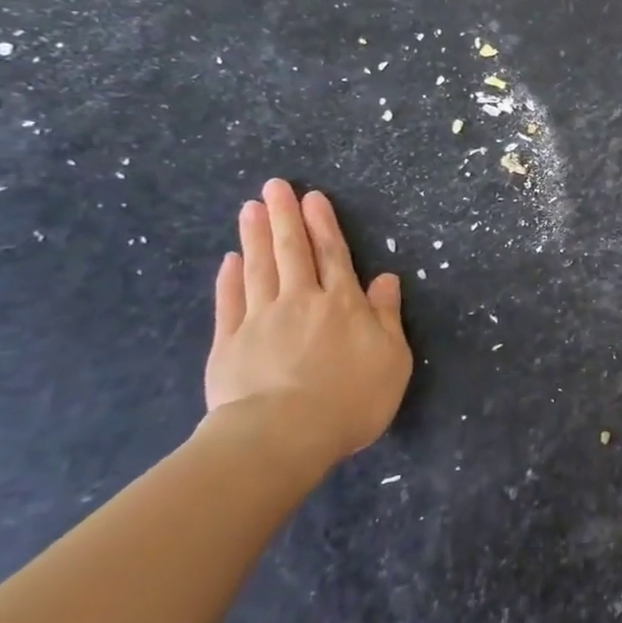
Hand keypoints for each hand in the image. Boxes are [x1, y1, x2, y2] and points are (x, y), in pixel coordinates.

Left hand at [204, 179, 411, 468]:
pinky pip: (230, 302)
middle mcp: (301, 302)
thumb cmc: (351, 399)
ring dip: (255, 237)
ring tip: (251, 208)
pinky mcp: (229, 345)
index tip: (312, 197)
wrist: (283, 436)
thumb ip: (386, 316)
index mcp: (343, 304)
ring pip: (259, 269)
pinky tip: (229, 260)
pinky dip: (230, 279)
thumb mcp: (391, 358)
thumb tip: (385, 278)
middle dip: (284, 217)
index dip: (323, 224)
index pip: (333, 255)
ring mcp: (261, 321)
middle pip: (292, 252)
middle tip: (274, 186)